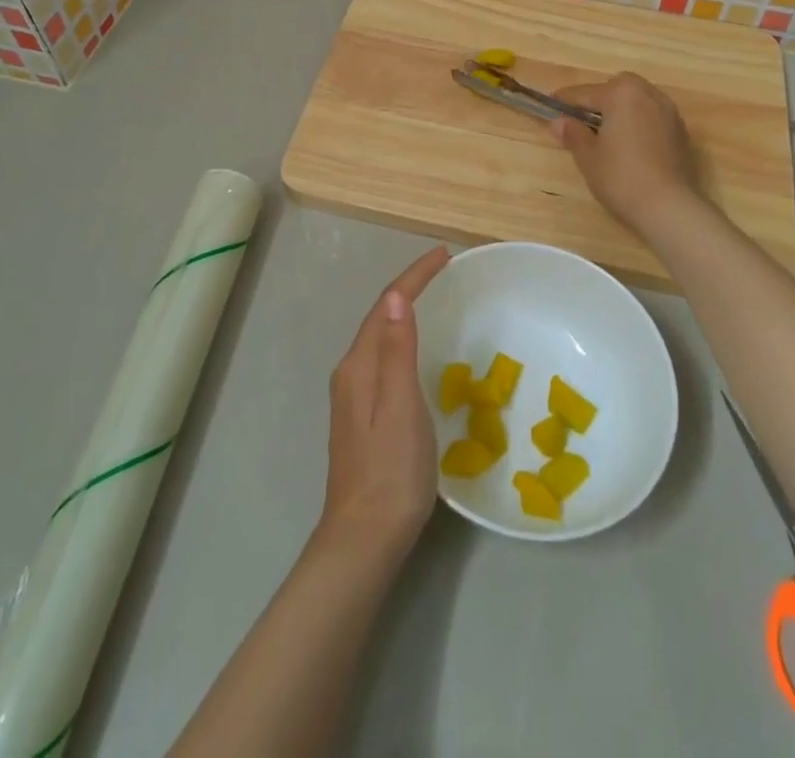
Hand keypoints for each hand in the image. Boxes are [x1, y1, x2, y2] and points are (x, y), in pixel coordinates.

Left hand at [316, 246, 450, 559]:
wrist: (363, 539)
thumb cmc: (390, 471)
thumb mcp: (400, 406)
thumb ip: (396, 350)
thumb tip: (395, 295)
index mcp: (359, 366)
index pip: (386, 306)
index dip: (414, 277)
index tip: (443, 255)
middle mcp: (351, 373)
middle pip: (379, 317)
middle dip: (409, 289)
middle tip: (443, 271)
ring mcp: (354, 397)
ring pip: (380, 339)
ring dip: (404, 313)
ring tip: (434, 299)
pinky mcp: (362, 417)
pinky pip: (383, 359)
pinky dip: (402, 340)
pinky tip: (416, 351)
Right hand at [550, 73, 700, 232]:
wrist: (669, 207)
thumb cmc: (621, 177)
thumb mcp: (587, 156)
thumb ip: (573, 133)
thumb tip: (559, 122)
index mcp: (621, 94)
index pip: (584, 93)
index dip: (564, 101)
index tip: (549, 106)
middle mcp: (648, 95)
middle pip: (617, 88)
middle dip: (599, 99)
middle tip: (583, 121)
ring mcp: (669, 113)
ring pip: (638, 100)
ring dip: (621, 110)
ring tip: (607, 134)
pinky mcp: (681, 133)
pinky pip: (652, 117)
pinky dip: (638, 123)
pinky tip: (630, 146)